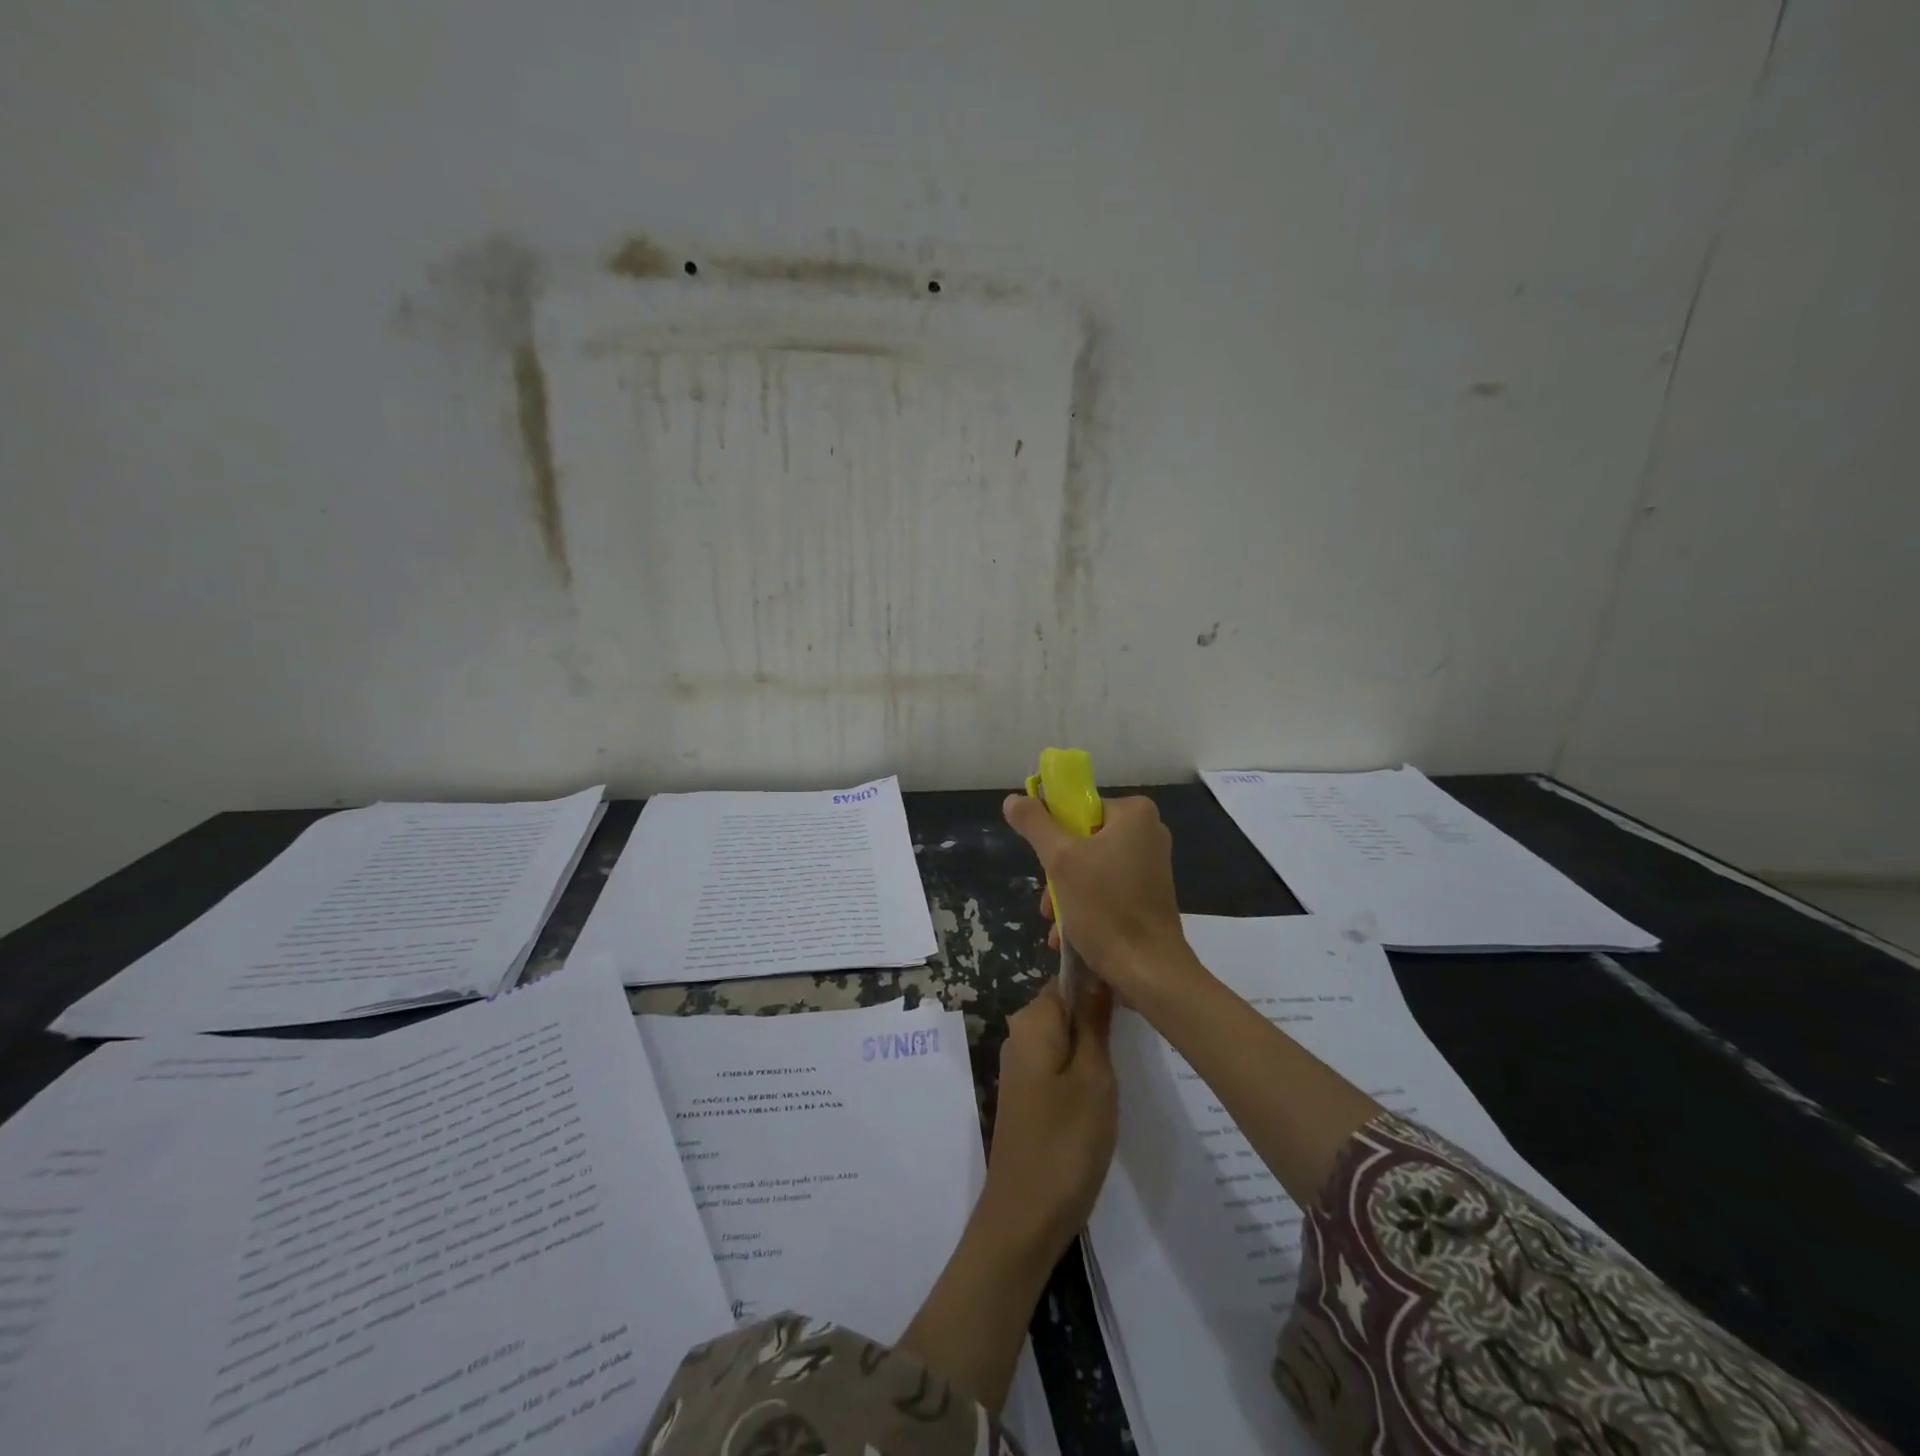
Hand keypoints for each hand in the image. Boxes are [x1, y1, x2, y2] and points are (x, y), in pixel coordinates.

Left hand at [899, 979, 1115, 1409]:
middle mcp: (1020, 1034)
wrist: (1025, 1216)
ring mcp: (1021, 1065)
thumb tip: (1097, 973)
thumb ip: (1094, 1021)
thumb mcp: (1094, 1076)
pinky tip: (1106, 1090)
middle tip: (1140, 1036)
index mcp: (1033, 1020)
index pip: (1068, 978)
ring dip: (1094, 1046)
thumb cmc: (1065, 1142)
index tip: (1136, 999)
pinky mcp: (1027, 1093)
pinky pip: (1059, 1062)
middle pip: (1066, 1006)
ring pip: (1065, 1036)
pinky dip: (1082, 1069)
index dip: (1101, 982)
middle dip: (1100, 1016)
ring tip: (1130, 1061)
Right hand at [1002, 793, 1203, 1009]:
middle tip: (1048, 901)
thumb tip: (1013, 800)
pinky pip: (1107, 888)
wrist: (1149, 971)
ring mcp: (1151, 865)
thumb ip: (1035, 824)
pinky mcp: (1149, 895)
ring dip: (1066, 894)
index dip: (1053, 831)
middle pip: (1082, 838)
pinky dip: (1086, 906)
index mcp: (1134, 813)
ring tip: (1055, 925)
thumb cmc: (1105, 908)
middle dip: (1057, 872)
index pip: (1078, 806)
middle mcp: (1148, 832)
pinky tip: (1069, 935)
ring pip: (1091, 867)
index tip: (1044, 860)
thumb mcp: (1060, 860)